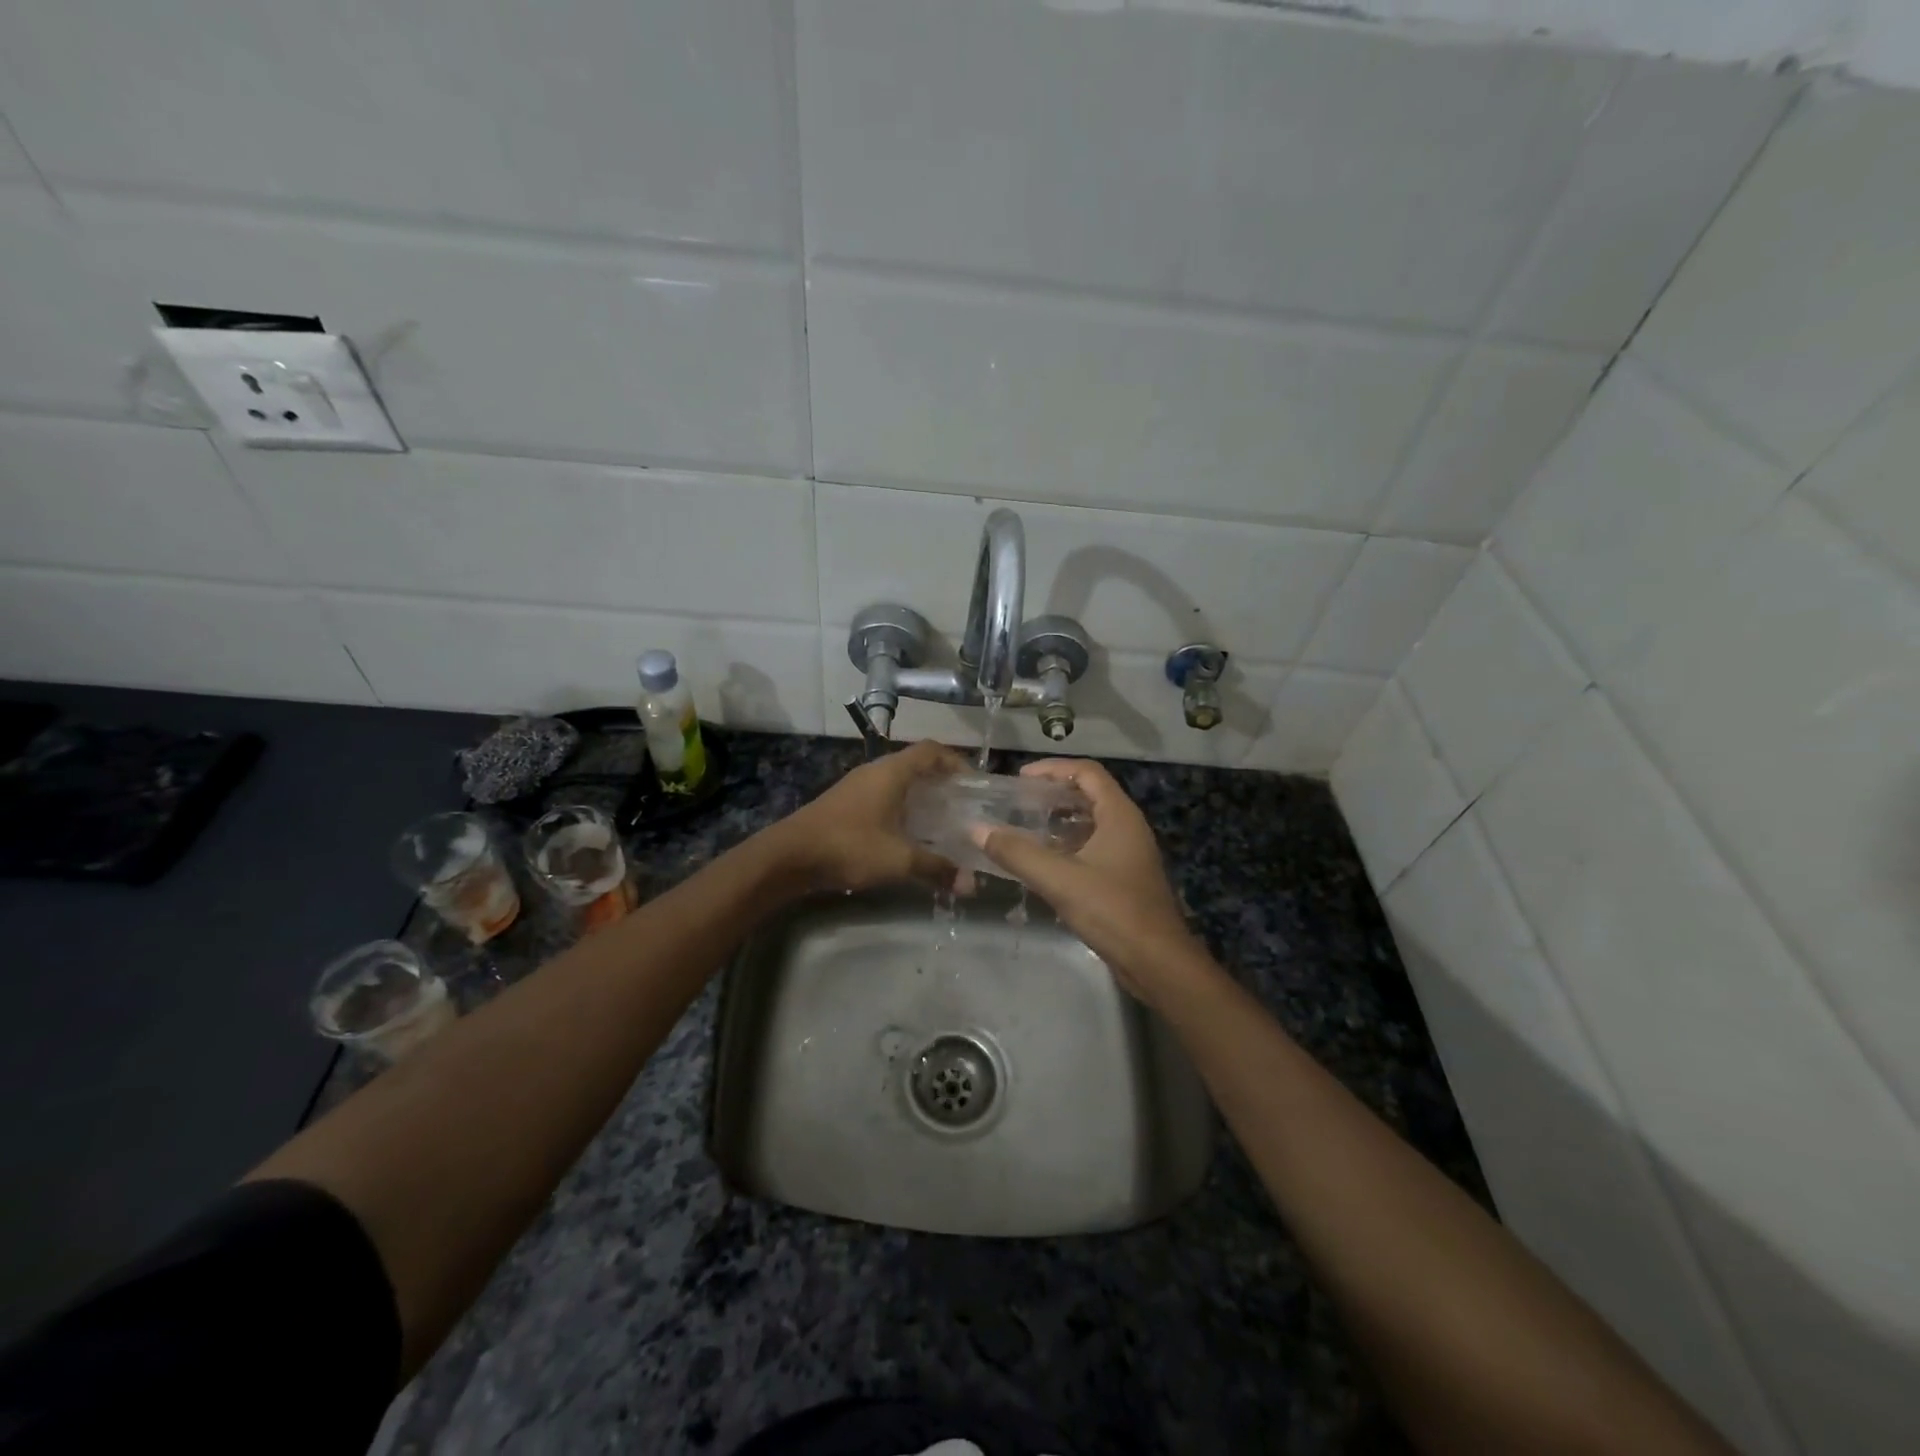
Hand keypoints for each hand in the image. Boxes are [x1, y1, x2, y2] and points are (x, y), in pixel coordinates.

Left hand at [764, 739, 965, 894]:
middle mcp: (875, 771)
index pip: (932, 750)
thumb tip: (972, 885)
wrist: (788, 856)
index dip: (956, 762)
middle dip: (941, 782)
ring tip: (940, 822)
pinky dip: (900, 808)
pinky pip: (882, 796)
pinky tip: (906, 834)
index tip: (974, 784)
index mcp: (892, 772)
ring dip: (919, 796)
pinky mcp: (844, 804)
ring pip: (897, 782)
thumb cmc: (849, 846)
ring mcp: (856, 786)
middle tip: (963, 807)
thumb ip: (937, 868)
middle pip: (916, 764)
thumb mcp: (899, 860)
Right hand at [972, 759, 1201, 1000]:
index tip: (1020, 778)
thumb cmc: (1113, 911)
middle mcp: (1127, 827)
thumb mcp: (1060, 879)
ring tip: (1022, 828)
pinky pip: (1092, 848)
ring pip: (1089, 824)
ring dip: (1057, 822)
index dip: (1053, 768)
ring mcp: (1128, 854)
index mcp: (1119, 815)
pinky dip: (1066, 847)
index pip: (1087, 772)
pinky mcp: (1124, 879)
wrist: (1157, 963)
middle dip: (1052, 794)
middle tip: (1016, 802)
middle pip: (1089, 795)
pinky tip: (1041, 863)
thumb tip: (977, 829)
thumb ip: (1017, 853)